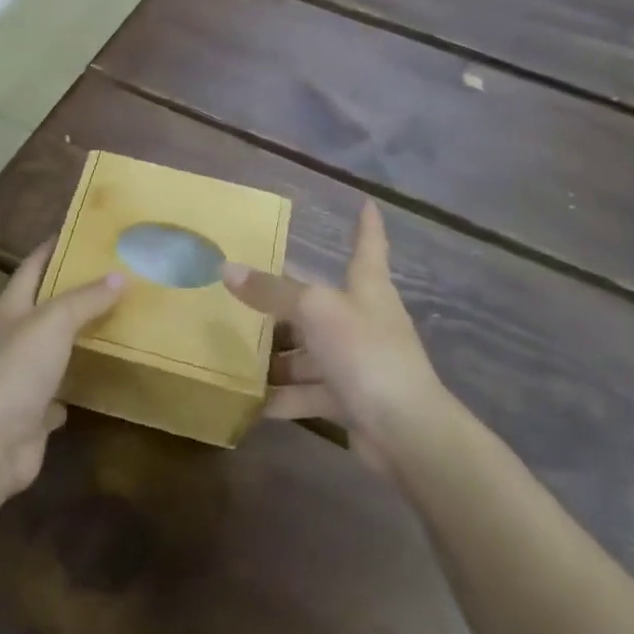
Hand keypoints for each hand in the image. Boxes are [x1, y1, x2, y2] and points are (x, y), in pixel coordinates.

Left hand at [0, 243, 123, 496]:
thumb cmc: (15, 370)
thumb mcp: (53, 322)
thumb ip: (85, 299)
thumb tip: (119, 276)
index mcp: (9, 308)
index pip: (32, 266)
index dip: (54, 247)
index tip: (82, 232)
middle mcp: (10, 339)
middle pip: (44, 307)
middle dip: (74, 293)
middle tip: (114, 277)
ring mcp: (18, 378)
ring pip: (52, 350)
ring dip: (76, 339)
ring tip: (115, 322)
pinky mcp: (30, 414)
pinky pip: (57, 393)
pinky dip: (75, 385)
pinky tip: (98, 378)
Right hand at [223, 202, 446, 467]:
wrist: (406, 430)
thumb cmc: (366, 352)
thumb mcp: (314, 311)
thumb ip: (271, 292)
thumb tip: (227, 268)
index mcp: (366, 286)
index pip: (368, 245)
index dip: (367, 224)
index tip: (368, 203)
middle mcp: (362, 319)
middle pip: (319, 303)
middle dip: (284, 303)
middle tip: (243, 292)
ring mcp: (356, 361)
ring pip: (308, 351)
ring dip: (277, 357)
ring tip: (233, 354)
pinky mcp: (348, 399)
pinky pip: (308, 391)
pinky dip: (282, 396)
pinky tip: (250, 401)